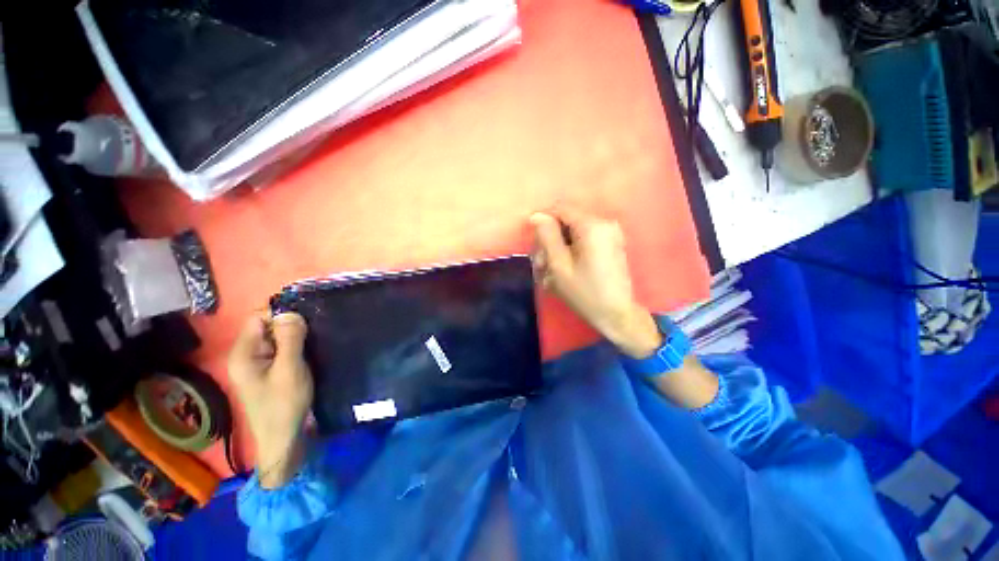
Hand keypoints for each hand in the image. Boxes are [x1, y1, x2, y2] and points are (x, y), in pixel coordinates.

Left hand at [228, 312, 312, 487]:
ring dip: (295, 337)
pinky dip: (296, 347)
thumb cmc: (285, 404)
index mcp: (243, 353)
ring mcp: (258, 364)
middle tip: (314, 333)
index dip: (281, 314)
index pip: (258, 318)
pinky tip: (310, 352)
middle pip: (267, 327)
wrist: (284, 439)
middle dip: (291, 325)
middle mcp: (246, 356)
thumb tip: (291, 311)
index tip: (306, 319)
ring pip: (277, 338)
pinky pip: (282, 349)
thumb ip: (290, 338)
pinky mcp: (269, 371)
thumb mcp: (290, 369)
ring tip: (315, 341)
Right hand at [530, 209, 662, 358]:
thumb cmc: (585, 293)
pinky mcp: (611, 244)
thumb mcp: (559, 265)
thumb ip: (547, 237)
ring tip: (551, 271)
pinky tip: (564, 270)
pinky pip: (584, 239)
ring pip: (574, 232)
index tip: (536, 244)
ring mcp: (610, 233)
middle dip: (551, 239)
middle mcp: (604, 223)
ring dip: (559, 248)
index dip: (544, 222)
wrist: (617, 315)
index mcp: (592, 225)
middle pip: (567, 220)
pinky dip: (571, 251)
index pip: (561, 209)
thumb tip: (537, 216)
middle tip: (541, 265)